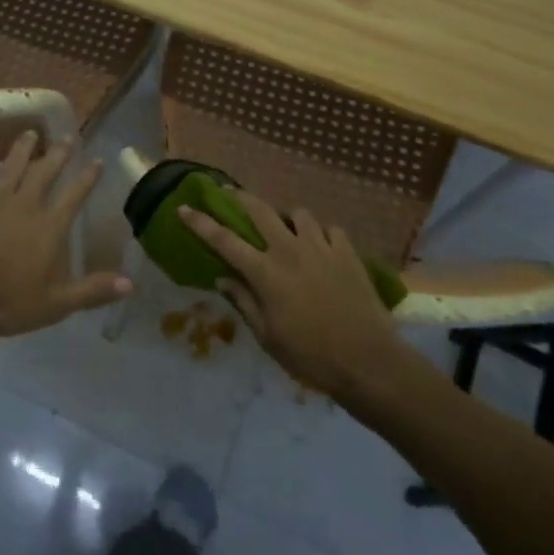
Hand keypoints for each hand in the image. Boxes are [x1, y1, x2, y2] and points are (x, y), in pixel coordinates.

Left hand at [0, 132, 129, 343]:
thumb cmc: (4, 303)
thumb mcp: (55, 305)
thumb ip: (92, 290)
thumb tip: (131, 282)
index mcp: (48, 227)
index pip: (74, 196)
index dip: (88, 178)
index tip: (97, 160)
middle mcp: (25, 205)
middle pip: (45, 172)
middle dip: (58, 155)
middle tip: (67, 138)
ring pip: (13, 165)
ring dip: (24, 148)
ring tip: (32, 133)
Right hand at [181, 198, 400, 398]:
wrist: (369, 361)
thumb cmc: (311, 356)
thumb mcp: (268, 337)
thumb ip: (244, 303)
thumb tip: (222, 279)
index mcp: (265, 272)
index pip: (224, 240)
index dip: (200, 223)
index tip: (184, 208)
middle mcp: (289, 250)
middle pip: (260, 210)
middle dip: (240, 198)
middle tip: (230, 193)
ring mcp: (321, 247)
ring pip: (298, 214)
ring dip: (287, 218)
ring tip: (287, 229)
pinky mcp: (348, 252)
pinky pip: (330, 229)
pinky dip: (322, 234)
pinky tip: (322, 247)